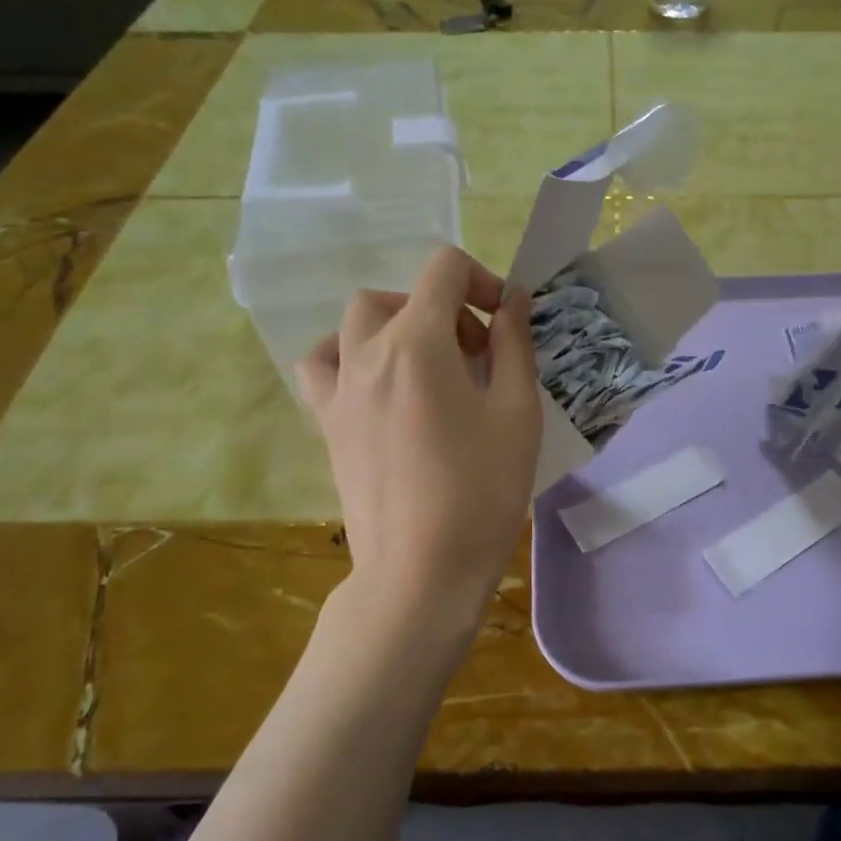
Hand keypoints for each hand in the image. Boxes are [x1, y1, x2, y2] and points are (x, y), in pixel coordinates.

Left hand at [296, 247, 542, 648]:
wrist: (422, 571)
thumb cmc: (482, 491)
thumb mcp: (518, 411)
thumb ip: (514, 344)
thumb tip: (512, 300)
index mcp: (418, 343)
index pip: (443, 269)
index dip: (482, 281)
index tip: (505, 323)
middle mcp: (367, 353)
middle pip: (400, 295)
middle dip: (445, 308)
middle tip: (478, 355)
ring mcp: (339, 389)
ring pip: (355, 323)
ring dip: (395, 324)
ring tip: (426, 363)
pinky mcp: (328, 424)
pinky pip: (322, 366)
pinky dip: (348, 356)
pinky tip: (377, 385)